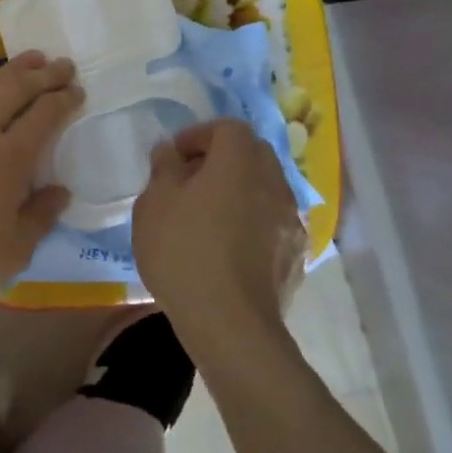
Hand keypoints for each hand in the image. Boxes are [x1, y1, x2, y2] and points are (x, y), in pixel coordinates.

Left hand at [0, 53, 81, 302]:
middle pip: (17, 89)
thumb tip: (61, 190)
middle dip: (44, 74)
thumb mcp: (15, 250)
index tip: (77, 91)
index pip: (46, 114)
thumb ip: (42, 216)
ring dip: (7, 70)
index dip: (65, 99)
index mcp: (11, 156)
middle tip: (62, 64)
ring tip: (25, 60)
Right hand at [132, 118, 305, 353]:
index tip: (175, 157)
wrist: (230, 324)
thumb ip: (164, 168)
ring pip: (266, 189)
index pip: (227, 127)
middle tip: (190, 183)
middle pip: (252, 154)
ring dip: (240, 192)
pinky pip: (273, 223)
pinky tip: (229, 249)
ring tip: (209, 218)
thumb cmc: (184, 253)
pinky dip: (253, 223)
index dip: (199, 135)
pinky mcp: (297, 255)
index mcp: (240, 161)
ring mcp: (291, 220)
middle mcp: (274, 182)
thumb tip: (170, 151)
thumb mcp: (154, 204)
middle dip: (222, 160)